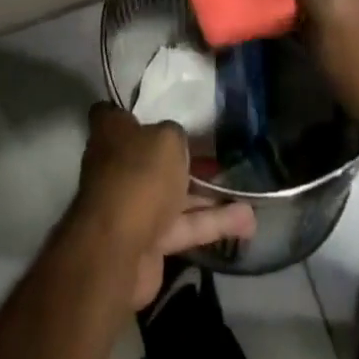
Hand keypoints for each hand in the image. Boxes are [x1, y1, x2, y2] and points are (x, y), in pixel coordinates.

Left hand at [73, 103, 256, 307]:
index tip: (159, 109)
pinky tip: (247, 222)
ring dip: (209, 196)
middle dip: (183, 157)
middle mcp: (118, 165)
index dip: (133, 111)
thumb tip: (174, 141)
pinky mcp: (149, 240)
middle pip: (151, 156)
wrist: (118, 250)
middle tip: (217, 153)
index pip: (114, 113)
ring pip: (175, 194)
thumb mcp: (167, 139)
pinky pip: (184, 226)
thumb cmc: (139, 176)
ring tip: (248, 193)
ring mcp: (133, 205)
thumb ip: (175, 135)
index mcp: (111, 133)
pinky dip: (212, 223)